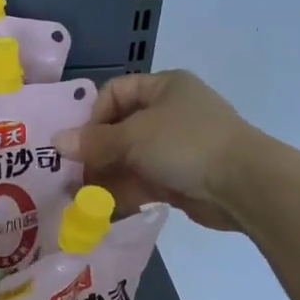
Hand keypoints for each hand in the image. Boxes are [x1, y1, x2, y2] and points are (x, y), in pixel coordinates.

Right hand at [51, 71, 255, 230]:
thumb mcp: (134, 137)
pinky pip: (142, 182)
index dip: (92, 116)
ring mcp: (176, 148)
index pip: (114, 92)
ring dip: (104, 177)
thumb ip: (94, 141)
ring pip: (129, 159)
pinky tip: (100, 211)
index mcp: (163, 87)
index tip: (79, 143)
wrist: (244, 184)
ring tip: (79, 199)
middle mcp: (169, 113)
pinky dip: (122, 194)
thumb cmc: (186, 144)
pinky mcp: (179, 178)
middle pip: (119, 129)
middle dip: (94, 153)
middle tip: (71, 176)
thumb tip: (56, 141)